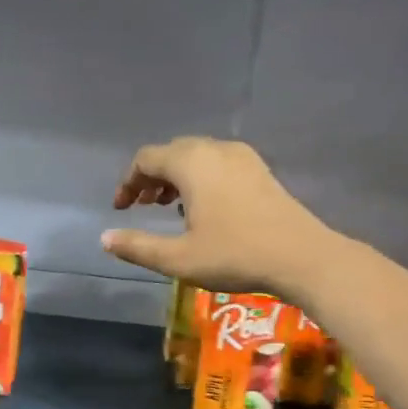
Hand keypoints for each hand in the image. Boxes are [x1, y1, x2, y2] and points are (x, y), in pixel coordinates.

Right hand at [102, 137, 330, 300]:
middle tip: (142, 206)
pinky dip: (200, 177)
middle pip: (172, 152)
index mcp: (191, 163)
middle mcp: (215, 149)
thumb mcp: (178, 258)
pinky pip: (218, 162)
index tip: (121, 209)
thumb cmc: (235, 255)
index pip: (146, 159)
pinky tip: (203, 207)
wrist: (302, 256)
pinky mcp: (260, 170)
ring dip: (176, 177)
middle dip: (151, 177)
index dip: (128, 182)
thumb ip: (137, 246)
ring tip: (168, 207)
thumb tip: (105, 238)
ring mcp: (242, 157)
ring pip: (196, 156)